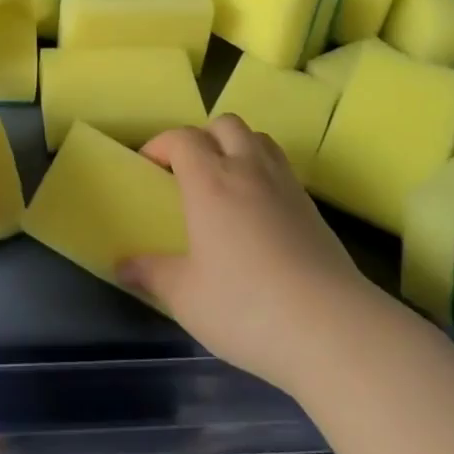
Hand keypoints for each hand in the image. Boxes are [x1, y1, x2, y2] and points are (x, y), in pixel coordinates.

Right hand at [119, 115, 382, 396]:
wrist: (332, 328)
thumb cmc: (246, 307)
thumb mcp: (186, 297)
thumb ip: (151, 275)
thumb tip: (121, 266)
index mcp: (210, 181)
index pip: (183, 138)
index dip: (162, 144)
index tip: (148, 165)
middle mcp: (247, 170)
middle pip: (224, 124)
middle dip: (202, 137)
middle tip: (189, 171)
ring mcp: (285, 185)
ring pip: (258, 138)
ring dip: (237, 146)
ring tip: (226, 181)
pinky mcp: (312, 208)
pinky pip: (282, 168)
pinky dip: (263, 171)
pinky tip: (259, 211)